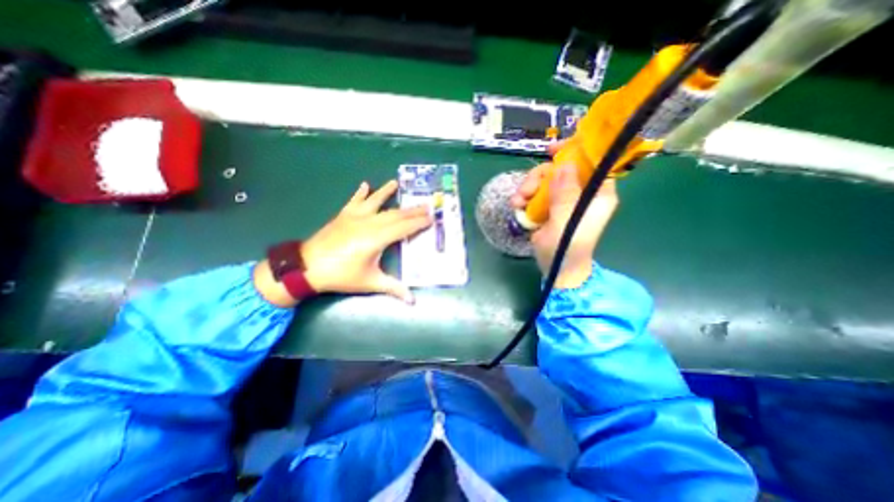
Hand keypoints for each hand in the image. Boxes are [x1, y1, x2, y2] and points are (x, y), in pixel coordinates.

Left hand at [300, 181, 432, 304]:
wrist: (307, 267)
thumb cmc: (341, 276)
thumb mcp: (369, 282)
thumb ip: (393, 288)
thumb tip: (412, 301)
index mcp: (377, 238)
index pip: (404, 227)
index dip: (419, 223)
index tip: (431, 218)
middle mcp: (368, 223)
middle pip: (395, 214)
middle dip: (412, 210)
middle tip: (426, 205)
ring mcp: (354, 217)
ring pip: (376, 203)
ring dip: (387, 193)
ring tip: (396, 183)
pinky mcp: (343, 216)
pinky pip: (354, 201)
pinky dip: (360, 193)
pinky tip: (365, 184)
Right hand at [510, 163, 623, 289]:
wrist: (556, 268)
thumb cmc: (567, 248)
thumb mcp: (566, 221)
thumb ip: (565, 194)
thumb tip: (565, 165)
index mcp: (598, 193)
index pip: (592, 162)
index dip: (575, 151)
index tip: (552, 151)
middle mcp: (582, 192)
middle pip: (561, 169)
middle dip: (539, 176)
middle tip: (525, 190)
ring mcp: (564, 200)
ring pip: (545, 180)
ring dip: (528, 188)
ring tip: (517, 202)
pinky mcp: (549, 207)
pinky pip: (536, 193)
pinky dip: (525, 197)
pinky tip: (517, 206)